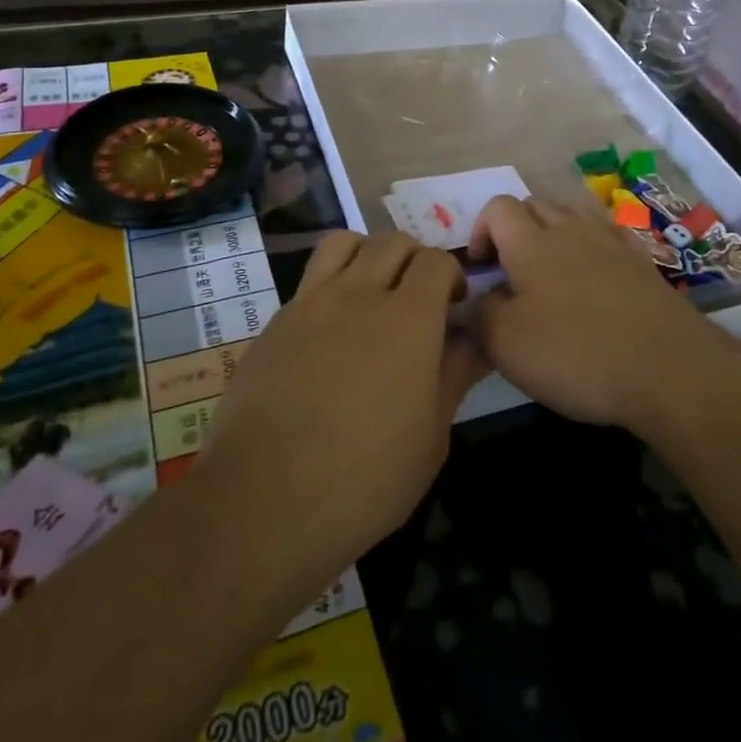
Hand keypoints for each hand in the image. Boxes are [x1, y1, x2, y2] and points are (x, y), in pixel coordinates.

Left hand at [199, 231, 487, 583]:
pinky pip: (311, 278)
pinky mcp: (277, 321)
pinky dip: (331, 284)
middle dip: (414, 259)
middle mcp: (360, 294)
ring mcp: (312, 303)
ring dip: (368, 255)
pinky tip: (331, 330)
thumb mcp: (431, 438)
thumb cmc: (366, 479)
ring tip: (372, 292)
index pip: (437, 260)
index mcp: (409, 319)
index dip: (451, 275)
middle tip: (418, 299)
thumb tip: (475, 341)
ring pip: (345, 243)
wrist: (265, 500)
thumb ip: (454, 375)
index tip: (453, 308)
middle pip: (393, 241)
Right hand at [468, 195, 727, 429]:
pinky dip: (591, 246)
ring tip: (550, 273)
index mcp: (531, 242)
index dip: (480, 231)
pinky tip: (594, 276)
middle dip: (515, 229)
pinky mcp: (642, 262)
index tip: (481, 270)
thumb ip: (479, 314)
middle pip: (535, 204)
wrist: (669, 368)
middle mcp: (570, 229)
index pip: (497, 207)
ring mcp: (611, 241)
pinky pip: (607, 235)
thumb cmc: (577, 352)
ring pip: (572, 214)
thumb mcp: (506, 344)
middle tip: (511, 273)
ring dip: (553, 233)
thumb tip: (476, 299)